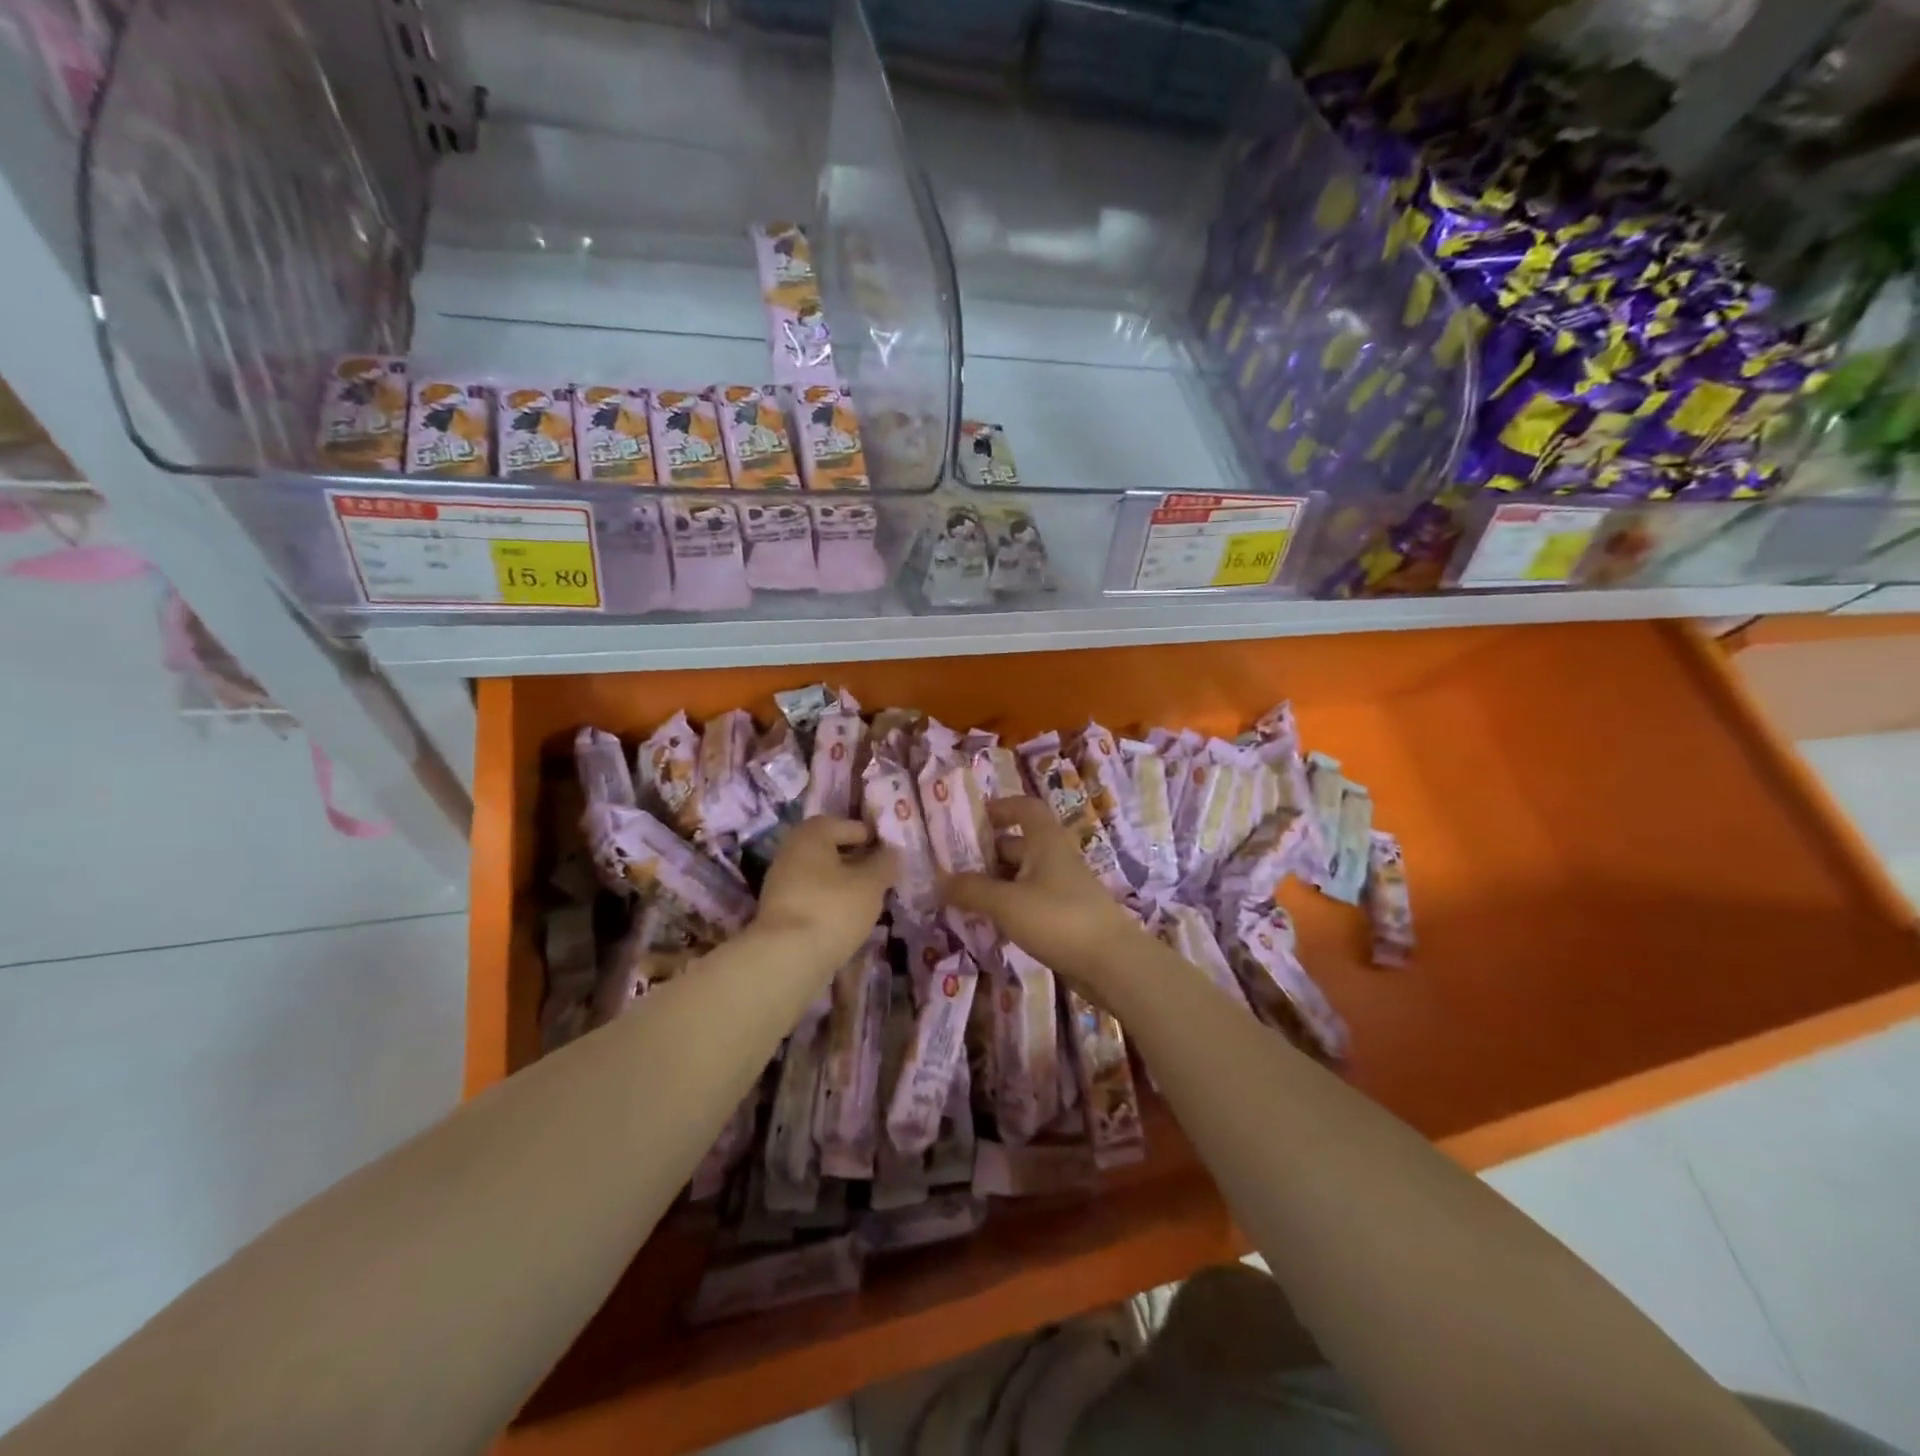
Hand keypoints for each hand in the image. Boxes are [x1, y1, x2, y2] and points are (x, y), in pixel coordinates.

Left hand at [753, 817, 896, 970]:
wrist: (786, 958)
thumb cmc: (833, 908)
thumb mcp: (871, 884)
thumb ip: (885, 863)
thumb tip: (892, 852)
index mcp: (812, 834)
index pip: (847, 825)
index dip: (872, 837)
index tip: (892, 854)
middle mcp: (791, 850)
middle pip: (831, 849)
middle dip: (857, 861)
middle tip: (882, 876)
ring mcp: (781, 882)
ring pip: (821, 875)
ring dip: (844, 883)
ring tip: (869, 900)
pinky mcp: (779, 911)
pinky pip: (812, 897)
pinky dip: (829, 902)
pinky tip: (846, 918)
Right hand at [942, 798, 1143, 987]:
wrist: (1112, 964)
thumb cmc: (1058, 918)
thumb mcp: (1006, 903)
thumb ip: (971, 890)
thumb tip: (939, 880)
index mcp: (1045, 841)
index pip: (1025, 808)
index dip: (1000, 807)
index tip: (971, 820)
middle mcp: (1055, 858)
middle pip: (1017, 844)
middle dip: (985, 854)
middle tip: (951, 869)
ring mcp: (1062, 888)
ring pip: (1021, 876)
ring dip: (994, 884)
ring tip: (961, 899)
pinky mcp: (1065, 916)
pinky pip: (1029, 901)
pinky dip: (1008, 907)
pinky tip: (988, 925)